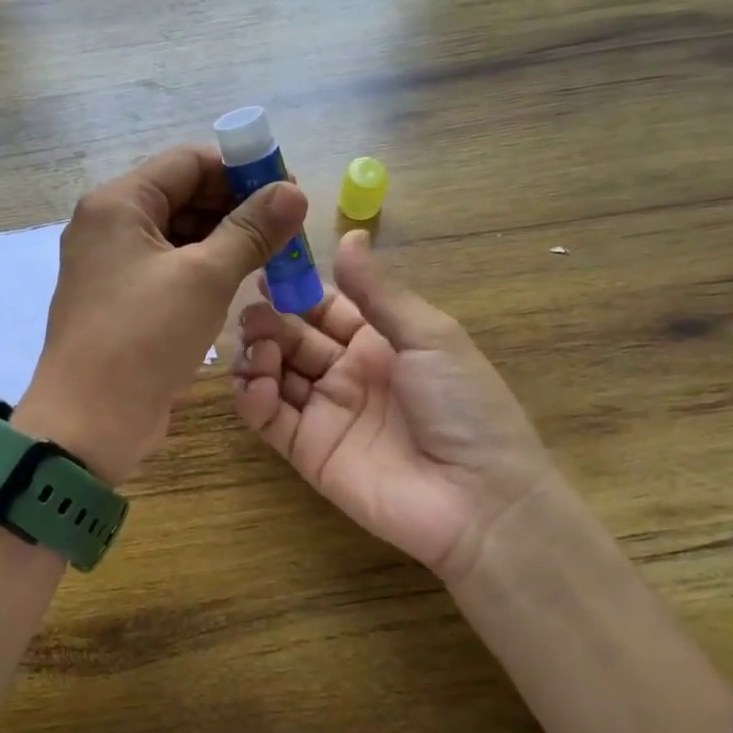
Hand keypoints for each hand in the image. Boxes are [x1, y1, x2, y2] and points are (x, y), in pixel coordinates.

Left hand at [17, 144, 308, 484]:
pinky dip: (205, 268)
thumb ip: (251, 230)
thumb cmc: (143, 338)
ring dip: (225, 239)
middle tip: (289, 227)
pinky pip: (169, 267)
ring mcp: (112, 263)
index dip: (241, 170)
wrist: (87, 421)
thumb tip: (293, 192)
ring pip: (179, 233)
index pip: (188, 162)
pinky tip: (241, 279)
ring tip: (275, 254)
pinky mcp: (122, 298)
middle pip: (183, 194)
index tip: (287, 191)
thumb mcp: (204, 278)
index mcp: (118, 203)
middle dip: (237, 207)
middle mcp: (109, 224)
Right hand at [232, 228, 567, 586]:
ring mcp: (325, 413)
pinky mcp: (306, 450)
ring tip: (257, 347)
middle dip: (269, 321)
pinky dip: (254, 399)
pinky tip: (257, 384)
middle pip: (293, 338)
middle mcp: (346, 373)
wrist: (481, 499)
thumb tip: (352, 233)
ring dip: (258, 355)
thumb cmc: (463, 406)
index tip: (264, 270)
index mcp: (378, 342)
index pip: (324, 308)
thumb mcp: (429, 337)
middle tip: (252, 314)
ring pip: (275, 374)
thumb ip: (379, 292)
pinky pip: (269, 419)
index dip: (295, 290)